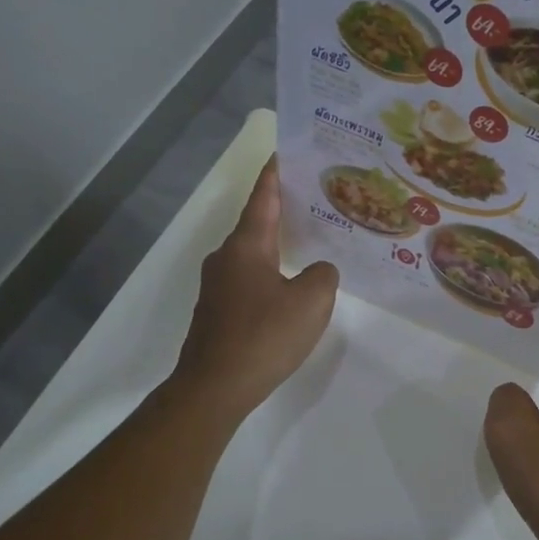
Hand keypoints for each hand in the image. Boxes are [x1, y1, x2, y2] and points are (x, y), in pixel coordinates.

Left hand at [174, 158, 337, 421]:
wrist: (215, 387)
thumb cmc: (264, 335)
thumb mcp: (312, 301)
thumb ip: (323, 275)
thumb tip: (317, 271)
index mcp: (247, 245)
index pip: (264, 197)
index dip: (276, 174)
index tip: (285, 152)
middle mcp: (227, 257)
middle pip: (257, 223)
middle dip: (283, 210)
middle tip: (315, 201)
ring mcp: (218, 286)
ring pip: (253, 254)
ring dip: (278, 245)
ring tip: (309, 243)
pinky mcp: (218, 311)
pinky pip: (250, 279)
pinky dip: (271, 273)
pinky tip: (291, 288)